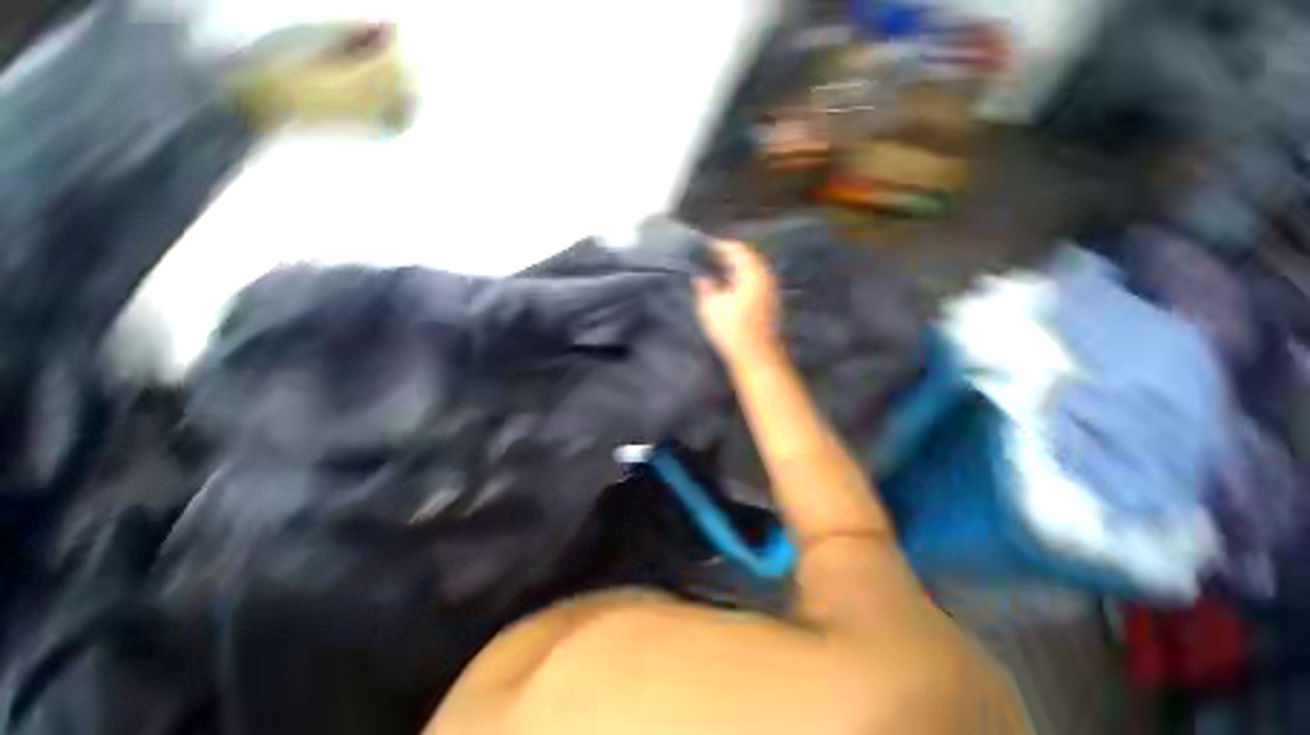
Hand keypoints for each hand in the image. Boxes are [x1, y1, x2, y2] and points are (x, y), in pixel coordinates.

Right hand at [695, 240, 781, 363]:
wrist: (757, 357)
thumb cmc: (732, 330)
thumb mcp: (711, 308)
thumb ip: (706, 288)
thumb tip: (702, 276)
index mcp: (752, 274)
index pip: (737, 250)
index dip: (719, 246)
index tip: (704, 247)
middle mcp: (765, 277)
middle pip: (748, 258)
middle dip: (728, 256)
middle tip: (710, 258)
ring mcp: (771, 290)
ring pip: (753, 270)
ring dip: (736, 268)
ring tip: (718, 272)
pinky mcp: (770, 303)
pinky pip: (756, 281)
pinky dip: (743, 279)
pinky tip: (731, 288)